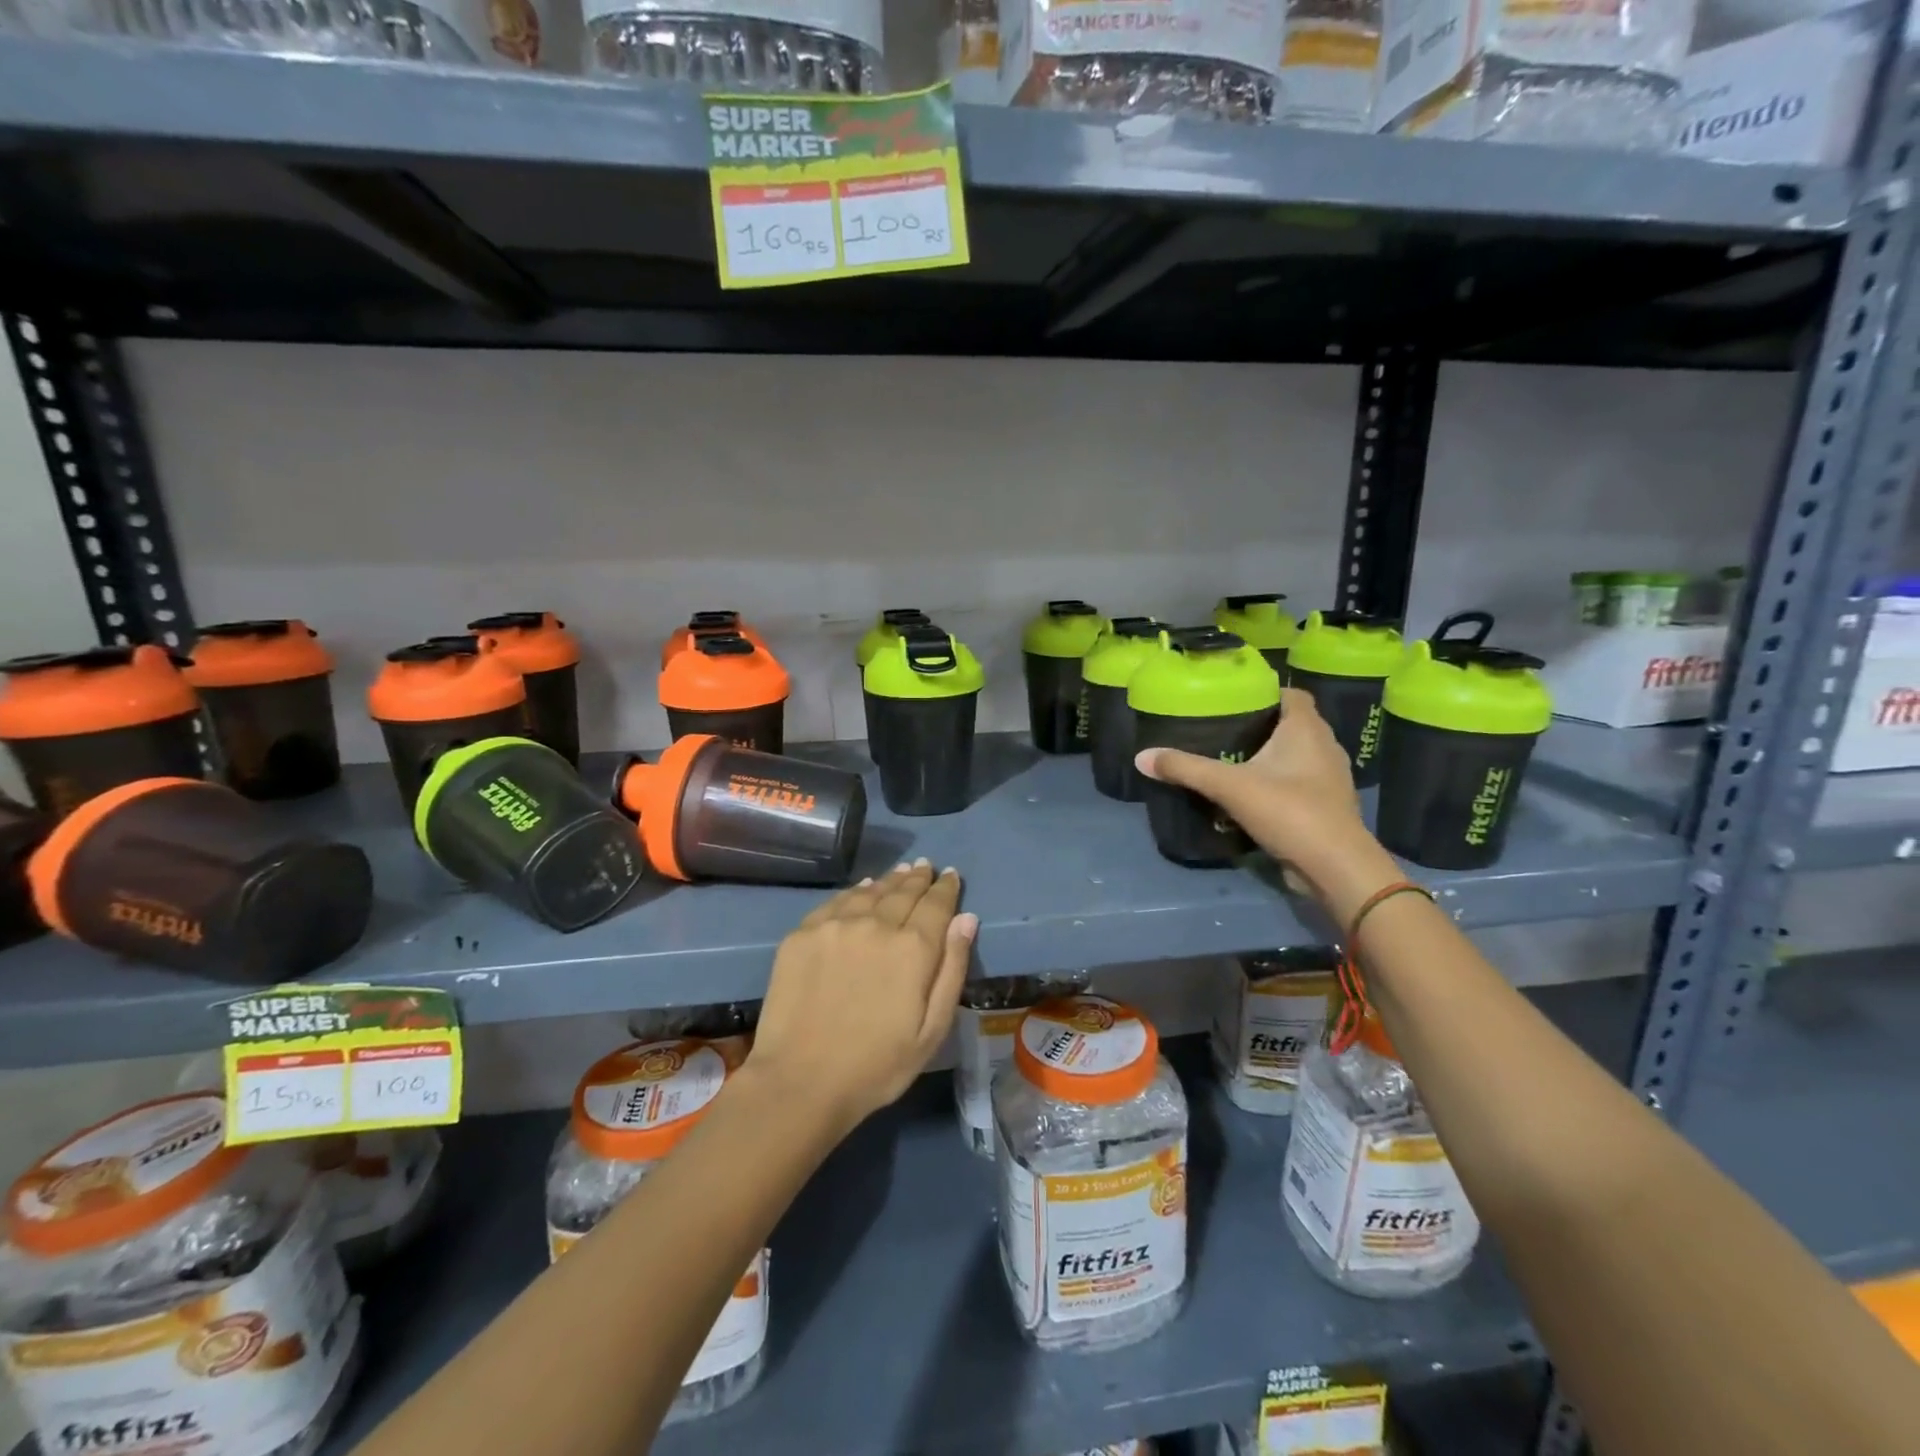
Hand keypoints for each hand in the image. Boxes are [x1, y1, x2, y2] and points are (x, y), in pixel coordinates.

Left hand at [748, 860, 977, 1136]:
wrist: (799, 1082)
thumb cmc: (877, 1066)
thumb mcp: (932, 1031)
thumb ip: (951, 969)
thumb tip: (966, 919)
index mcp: (913, 948)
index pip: (936, 904)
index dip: (945, 888)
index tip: (950, 875)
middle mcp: (876, 925)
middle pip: (903, 892)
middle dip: (918, 879)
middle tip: (926, 867)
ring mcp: (835, 926)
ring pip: (870, 891)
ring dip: (889, 881)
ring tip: (900, 873)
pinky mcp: (803, 934)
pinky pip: (836, 902)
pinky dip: (855, 892)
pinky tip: (862, 890)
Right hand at [1135, 687, 1375, 895]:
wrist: (1335, 866)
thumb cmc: (1288, 811)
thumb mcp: (1229, 786)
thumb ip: (1186, 769)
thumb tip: (1142, 756)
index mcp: (1307, 729)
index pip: (1292, 694)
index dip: (1266, 692)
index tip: (1234, 699)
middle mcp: (1325, 746)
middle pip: (1293, 724)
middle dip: (1262, 725)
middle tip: (1224, 729)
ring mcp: (1331, 778)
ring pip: (1298, 755)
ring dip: (1271, 756)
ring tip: (1233, 760)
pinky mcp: (1328, 806)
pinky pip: (1300, 782)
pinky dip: (1278, 782)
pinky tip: (1251, 794)